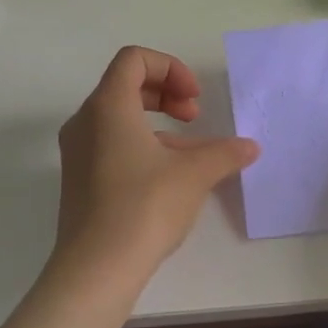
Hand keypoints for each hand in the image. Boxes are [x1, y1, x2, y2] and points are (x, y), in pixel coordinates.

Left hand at [52, 47, 260, 284]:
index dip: (171, 68)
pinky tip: (169, 179)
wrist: (96, 268)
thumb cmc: (144, 206)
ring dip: (158, 126)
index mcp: (108, 106)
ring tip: (191, 155)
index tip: (194, 100)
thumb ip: (224, 153)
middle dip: (166, 94)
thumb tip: (250, 147)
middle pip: (125, 85)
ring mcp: (77, 152)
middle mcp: (85, 121)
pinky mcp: (79, 180)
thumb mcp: (194, 175)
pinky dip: (142, 147)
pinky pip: (111, 145)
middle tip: (194, 118)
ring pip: (119, 119)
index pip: (134, 59)